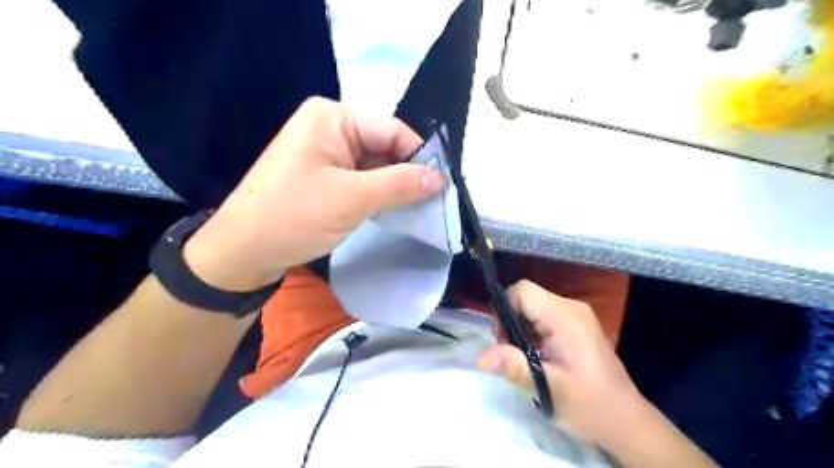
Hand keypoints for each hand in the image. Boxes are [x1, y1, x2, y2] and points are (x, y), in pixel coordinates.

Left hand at [181, 98, 441, 289]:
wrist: (243, 252)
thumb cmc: (294, 217)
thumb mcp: (352, 199)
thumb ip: (400, 184)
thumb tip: (441, 177)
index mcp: (333, 117)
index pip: (392, 130)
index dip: (420, 157)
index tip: (442, 187)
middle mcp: (330, 126)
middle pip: (385, 146)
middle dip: (407, 174)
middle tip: (432, 203)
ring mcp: (326, 151)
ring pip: (376, 164)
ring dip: (394, 187)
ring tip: (417, 209)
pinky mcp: (325, 173)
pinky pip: (362, 178)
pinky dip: (378, 194)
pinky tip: (392, 210)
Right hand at [479, 279, 646, 446]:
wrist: (626, 421)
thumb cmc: (589, 405)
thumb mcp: (548, 388)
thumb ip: (514, 367)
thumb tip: (481, 357)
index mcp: (564, 317)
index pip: (522, 290)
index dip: (504, 309)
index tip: (503, 340)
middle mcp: (571, 307)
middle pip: (526, 297)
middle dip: (510, 321)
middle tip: (513, 354)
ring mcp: (576, 315)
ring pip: (533, 307)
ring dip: (520, 329)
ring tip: (526, 358)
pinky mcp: (576, 325)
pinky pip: (543, 317)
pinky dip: (532, 332)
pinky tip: (538, 357)